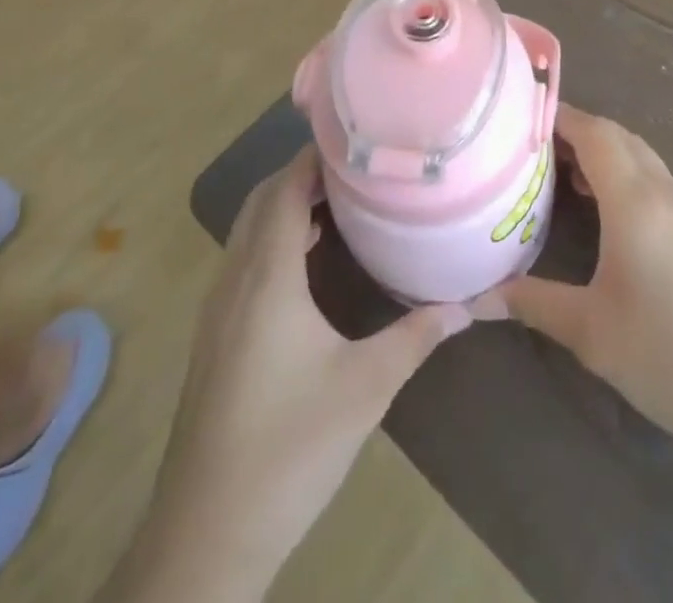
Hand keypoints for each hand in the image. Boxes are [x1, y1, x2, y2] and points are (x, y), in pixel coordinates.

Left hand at [143, 150, 473, 596]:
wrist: (206, 534)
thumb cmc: (289, 448)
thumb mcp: (366, 387)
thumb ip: (416, 336)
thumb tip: (467, 304)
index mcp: (267, 277)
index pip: (285, 189)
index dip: (315, 156)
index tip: (357, 138)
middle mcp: (235, 279)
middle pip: (263, 201)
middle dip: (303, 174)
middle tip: (357, 167)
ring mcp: (218, 309)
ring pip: (249, 230)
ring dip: (287, 204)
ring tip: (341, 201)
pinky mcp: (215, 335)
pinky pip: (244, 259)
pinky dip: (275, 237)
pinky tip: (310, 260)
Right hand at [499, 106, 672, 467]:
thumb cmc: (671, 355)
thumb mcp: (592, 333)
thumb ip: (534, 304)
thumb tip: (478, 298)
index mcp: (635, 200)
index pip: (593, 132)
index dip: (557, 117)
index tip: (517, 119)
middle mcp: (662, 190)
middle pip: (615, 136)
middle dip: (573, 130)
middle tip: (526, 147)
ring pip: (636, 155)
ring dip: (598, 151)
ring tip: (554, 171)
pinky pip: (651, 178)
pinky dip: (619, 173)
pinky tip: (599, 207)